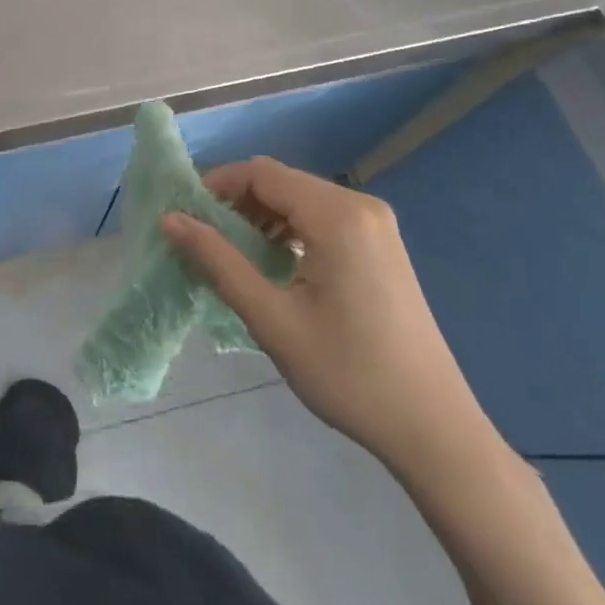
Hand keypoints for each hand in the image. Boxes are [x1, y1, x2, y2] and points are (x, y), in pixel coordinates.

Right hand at [163, 159, 500, 483]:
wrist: (435, 430)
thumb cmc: (349, 375)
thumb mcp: (272, 319)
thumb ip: (218, 261)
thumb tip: (169, 219)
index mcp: (337, 214)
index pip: (261, 173)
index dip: (217, 186)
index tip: (185, 217)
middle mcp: (360, 205)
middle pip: (281, 181)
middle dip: (237, 203)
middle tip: (204, 240)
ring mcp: (376, 224)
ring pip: (301, 199)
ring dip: (262, 217)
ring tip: (234, 255)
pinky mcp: (382, 245)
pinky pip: (323, 218)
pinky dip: (290, 230)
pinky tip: (276, 264)